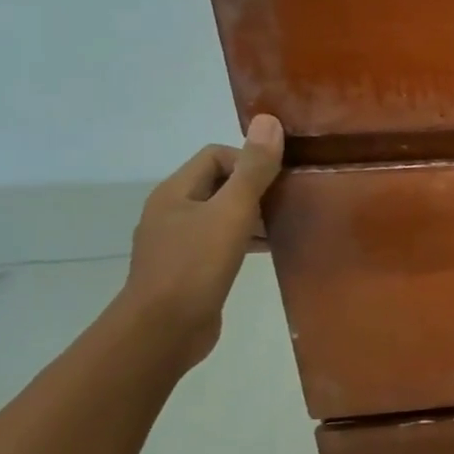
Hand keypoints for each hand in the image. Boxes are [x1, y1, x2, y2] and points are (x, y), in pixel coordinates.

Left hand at [117, 114, 284, 367]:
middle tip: (290, 200)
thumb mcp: (232, 211)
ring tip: (288, 224)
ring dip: (255, 216)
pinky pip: (223, 242)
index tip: (277, 181)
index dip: (249, 161)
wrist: (162, 331)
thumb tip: (268, 121)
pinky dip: (247, 241)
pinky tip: (271, 251)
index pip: (216, 156)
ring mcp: (179, 243)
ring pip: (223, 215)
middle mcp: (172, 212)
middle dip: (257, 188)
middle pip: (220, 184)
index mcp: (175, 193)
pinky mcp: (190, 270)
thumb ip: (254, 169)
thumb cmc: (196, 264)